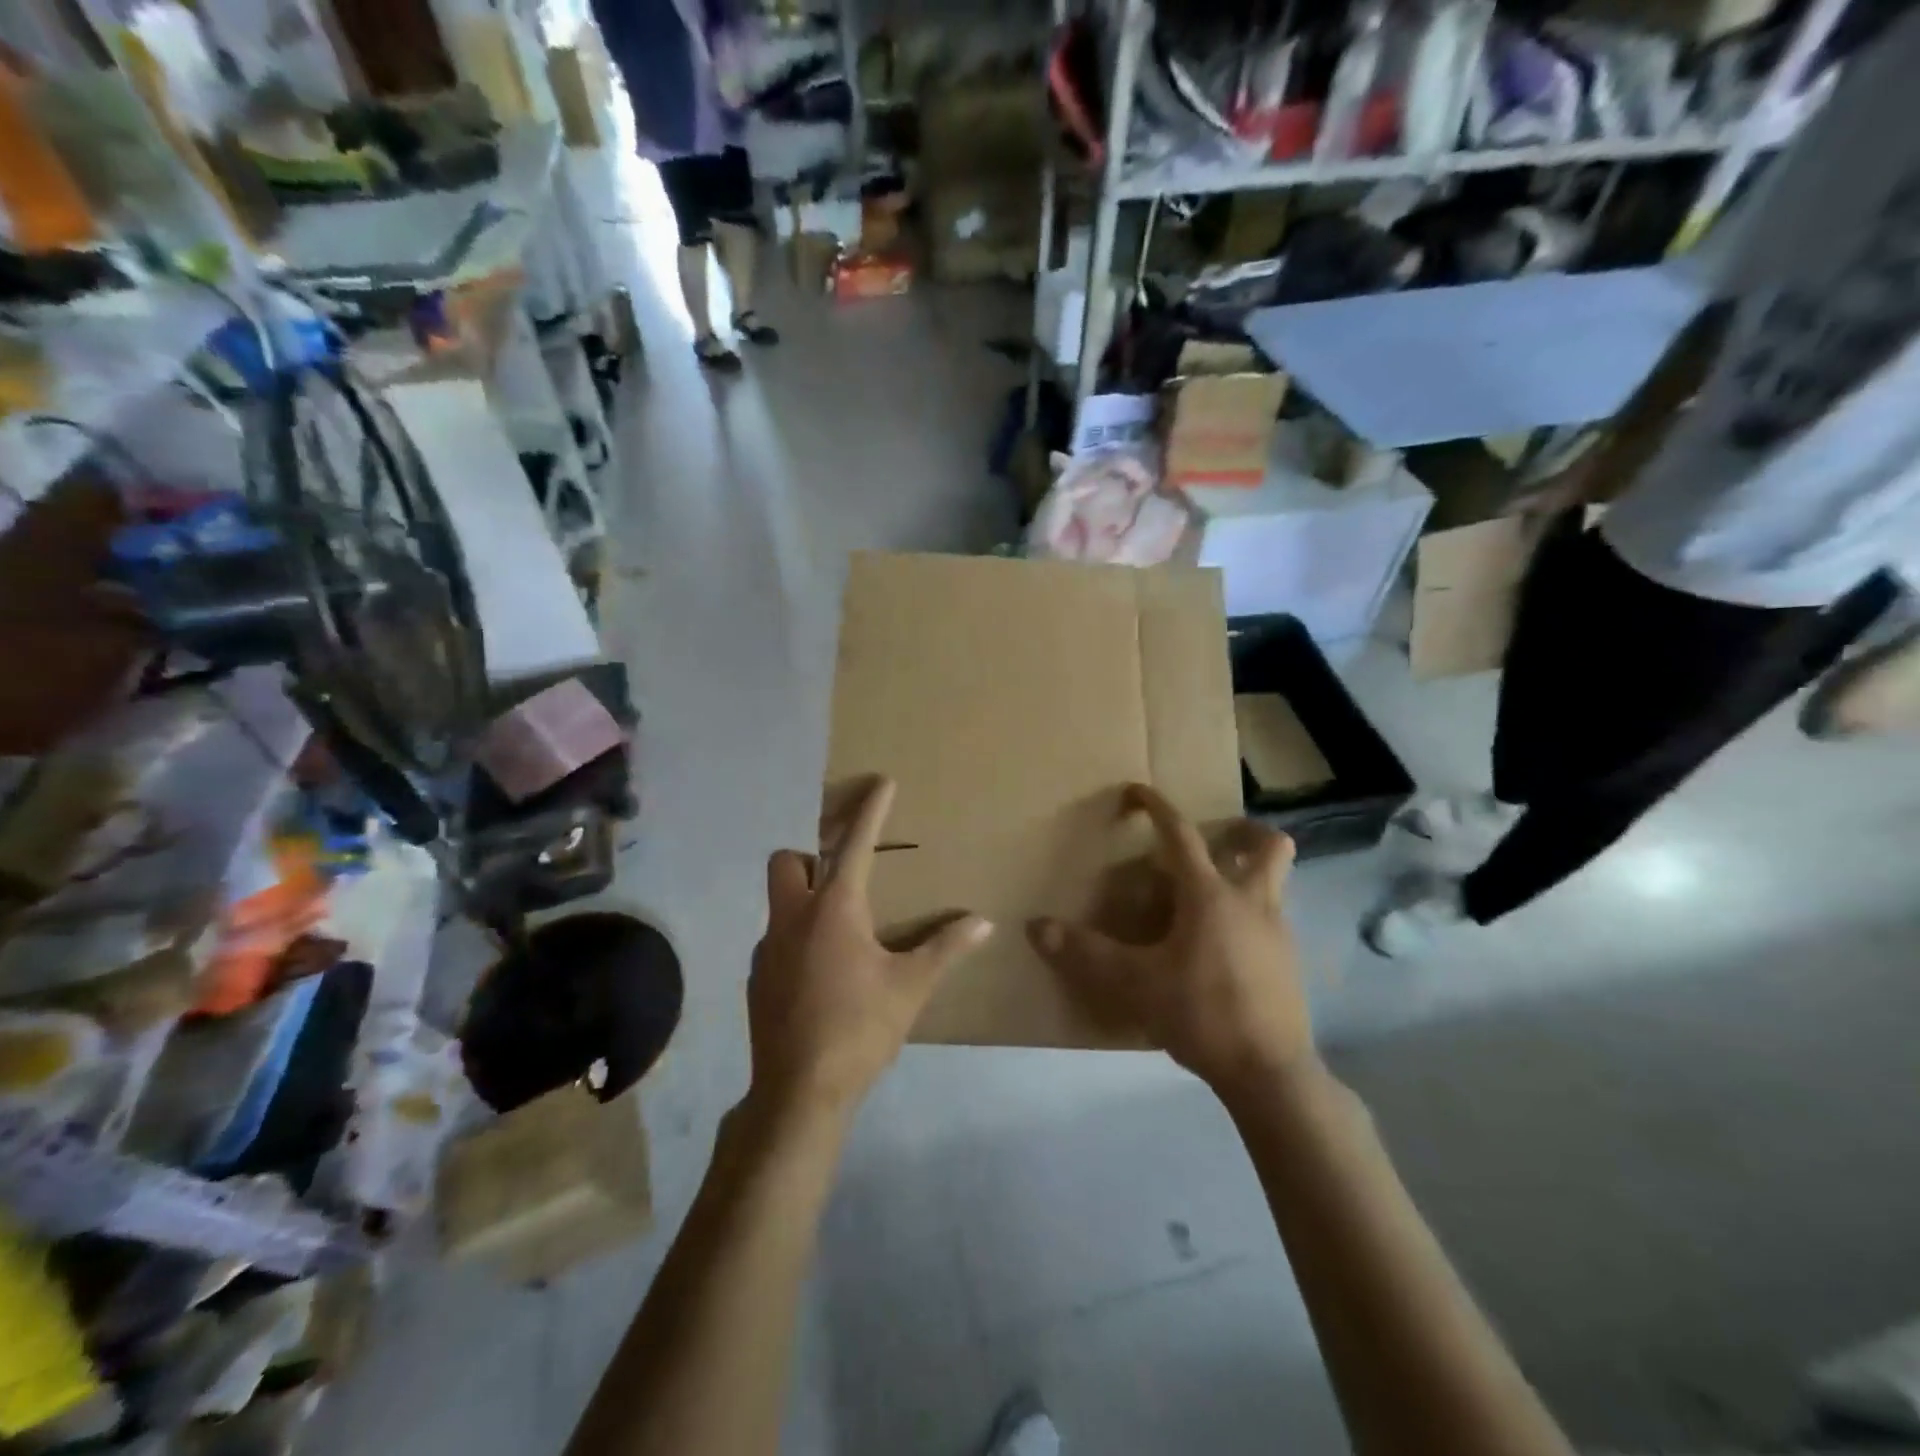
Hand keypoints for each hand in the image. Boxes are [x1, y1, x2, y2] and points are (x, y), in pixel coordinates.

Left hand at [748, 776, 991, 1120]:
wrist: (799, 1091)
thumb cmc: (860, 1028)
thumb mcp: (911, 987)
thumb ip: (946, 948)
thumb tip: (984, 923)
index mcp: (835, 909)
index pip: (855, 845)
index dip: (870, 810)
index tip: (880, 782)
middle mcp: (793, 917)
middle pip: (787, 860)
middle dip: (811, 856)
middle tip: (843, 880)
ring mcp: (767, 948)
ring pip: (778, 901)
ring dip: (804, 901)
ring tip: (839, 934)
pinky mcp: (756, 977)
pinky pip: (775, 939)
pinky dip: (795, 940)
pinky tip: (819, 974)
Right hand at [1028, 785, 1313, 1093]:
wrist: (1270, 1073)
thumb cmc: (1202, 1014)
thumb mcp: (1134, 984)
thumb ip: (1085, 954)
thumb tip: (1035, 927)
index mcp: (1210, 895)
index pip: (1181, 835)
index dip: (1157, 808)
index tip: (1138, 790)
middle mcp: (1252, 901)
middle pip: (1267, 846)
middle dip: (1245, 831)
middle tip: (1218, 837)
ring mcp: (1278, 932)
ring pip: (1276, 882)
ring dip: (1252, 872)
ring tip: (1214, 893)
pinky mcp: (1289, 963)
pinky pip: (1273, 919)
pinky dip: (1251, 915)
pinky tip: (1224, 945)